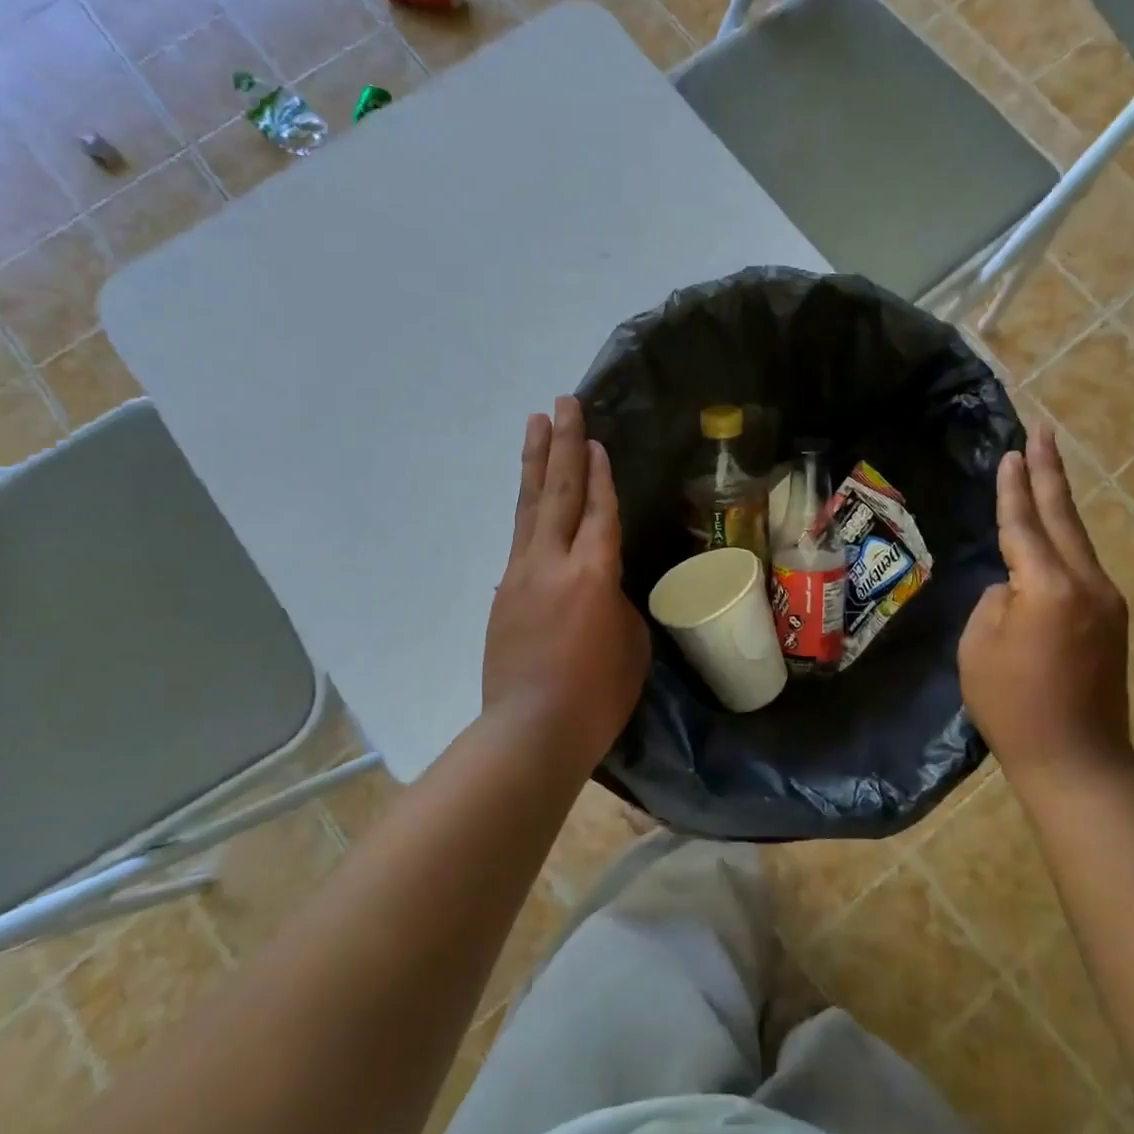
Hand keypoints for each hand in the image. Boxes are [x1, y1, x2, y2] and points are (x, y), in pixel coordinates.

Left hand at [483, 397, 650, 768]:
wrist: (530, 730)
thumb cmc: (597, 694)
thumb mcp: (629, 643)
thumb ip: (616, 601)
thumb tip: (600, 588)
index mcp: (593, 573)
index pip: (599, 510)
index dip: (600, 473)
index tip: (596, 440)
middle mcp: (553, 562)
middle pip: (559, 491)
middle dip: (563, 443)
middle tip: (563, 402)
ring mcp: (521, 574)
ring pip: (529, 506)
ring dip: (535, 461)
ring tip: (536, 422)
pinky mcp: (504, 592)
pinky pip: (519, 538)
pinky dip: (527, 508)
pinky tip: (530, 495)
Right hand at [958, 423, 1132, 785]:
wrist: (1077, 759)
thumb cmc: (1012, 704)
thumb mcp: (978, 644)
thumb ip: (996, 600)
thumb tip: (1015, 587)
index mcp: (1048, 586)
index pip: (1024, 523)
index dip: (1014, 487)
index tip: (1013, 451)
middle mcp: (1086, 583)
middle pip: (1063, 516)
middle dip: (1050, 471)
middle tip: (1044, 429)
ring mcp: (1105, 601)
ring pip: (1076, 539)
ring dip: (1059, 502)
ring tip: (1046, 468)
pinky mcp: (1109, 620)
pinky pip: (1080, 565)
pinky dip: (1063, 539)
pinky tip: (1051, 532)